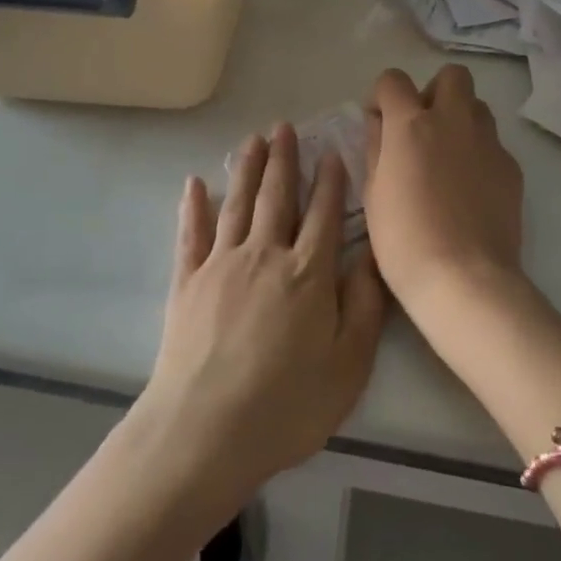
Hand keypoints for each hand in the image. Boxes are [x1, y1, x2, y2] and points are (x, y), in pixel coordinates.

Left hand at [141, 124, 386, 503]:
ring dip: (246, 169)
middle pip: (277, 197)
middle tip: (285, 127)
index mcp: (308, 273)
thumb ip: (365, 305)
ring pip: (238, 204)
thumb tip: (373, 255)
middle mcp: (265, 255)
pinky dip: (193, 207)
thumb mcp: (349, 364)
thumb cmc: (287, 405)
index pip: (324, 214)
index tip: (332, 153)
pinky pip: (191, 234)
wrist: (204, 433)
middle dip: (284, 160)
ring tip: (253, 140)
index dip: (330, 182)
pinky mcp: (187, 283)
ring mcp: (221, 265)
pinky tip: (194, 184)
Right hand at [364, 65, 525, 314]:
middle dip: (434, 92)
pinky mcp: (512, 167)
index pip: (393, 80)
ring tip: (447, 157)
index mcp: (411, 125)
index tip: (379, 120)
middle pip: (452, 76)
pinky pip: (494, 144)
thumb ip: (376, 148)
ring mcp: (488, 142)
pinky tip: (469, 189)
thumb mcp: (373, 193)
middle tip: (421, 128)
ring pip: (478, 107)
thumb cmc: (404, 240)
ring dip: (460, 119)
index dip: (383, 95)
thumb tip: (379, 123)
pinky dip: (479, 153)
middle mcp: (453, 121)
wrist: (464, 279)